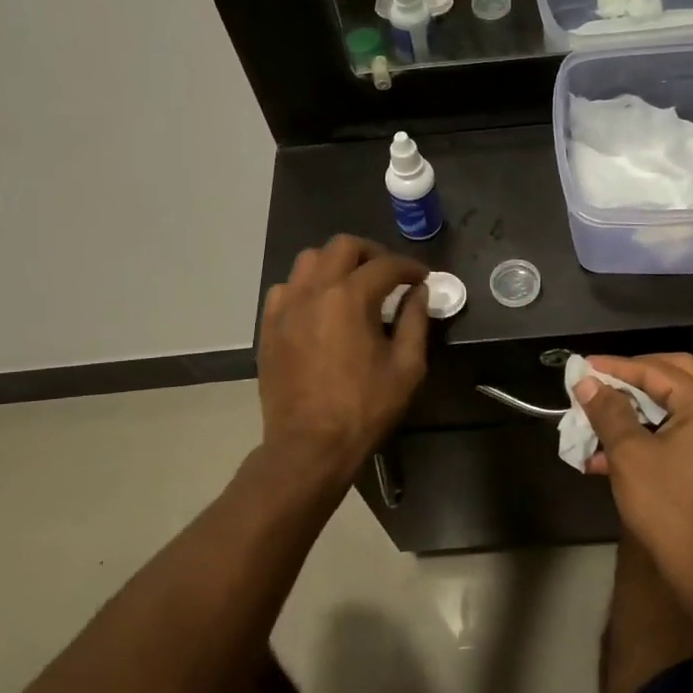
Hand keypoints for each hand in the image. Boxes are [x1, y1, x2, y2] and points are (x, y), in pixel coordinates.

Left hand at [258, 236, 429, 482]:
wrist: (309, 445)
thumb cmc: (364, 408)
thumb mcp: (407, 368)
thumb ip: (415, 322)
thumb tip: (419, 293)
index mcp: (350, 297)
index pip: (386, 265)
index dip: (410, 268)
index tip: (423, 279)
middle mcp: (314, 290)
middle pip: (343, 246)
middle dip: (372, 253)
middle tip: (389, 274)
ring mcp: (286, 306)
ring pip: (309, 260)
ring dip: (336, 263)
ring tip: (353, 284)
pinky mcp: (269, 326)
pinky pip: (286, 288)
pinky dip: (307, 286)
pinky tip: (320, 307)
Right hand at [576, 354, 692, 585]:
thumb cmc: (667, 505)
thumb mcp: (629, 454)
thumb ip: (608, 411)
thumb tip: (587, 381)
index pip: (656, 370)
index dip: (615, 367)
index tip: (582, 367)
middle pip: (671, 376)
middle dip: (630, 379)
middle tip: (598, 382)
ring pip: (672, 406)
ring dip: (634, 411)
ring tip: (595, 422)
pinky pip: (677, 430)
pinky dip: (646, 434)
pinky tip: (608, 456)